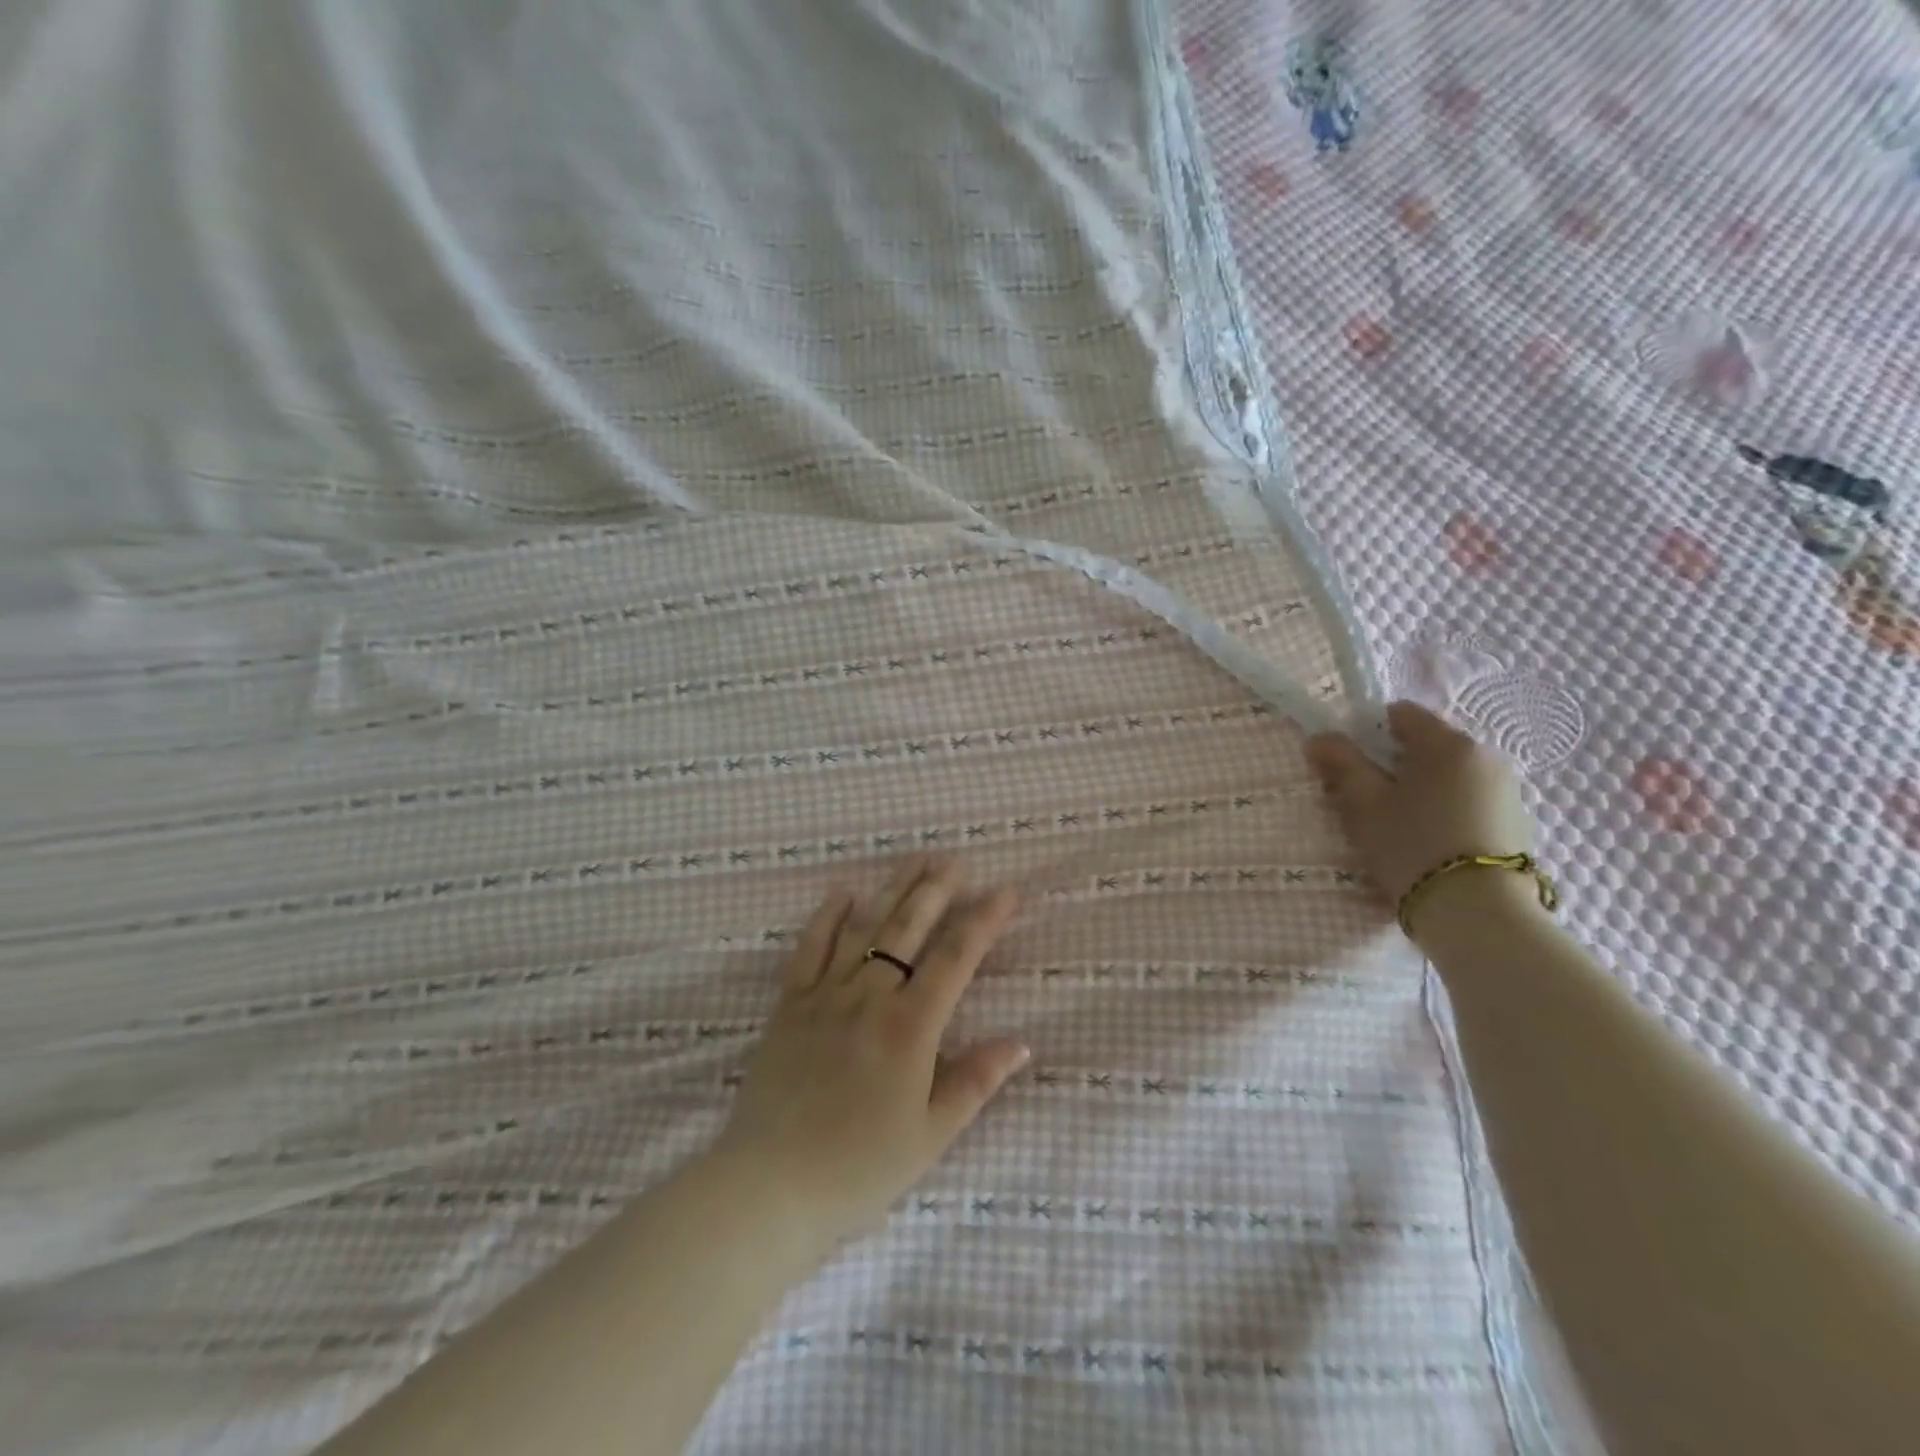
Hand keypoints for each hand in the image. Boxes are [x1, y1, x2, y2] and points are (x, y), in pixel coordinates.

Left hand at [708, 857, 1029, 1246]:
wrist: (770, 1187)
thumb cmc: (859, 1168)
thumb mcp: (930, 1135)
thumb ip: (975, 1082)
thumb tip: (1019, 1043)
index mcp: (910, 1027)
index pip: (956, 958)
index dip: (984, 920)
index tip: (1006, 892)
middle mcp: (870, 997)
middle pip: (908, 929)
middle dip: (936, 890)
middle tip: (956, 859)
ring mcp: (825, 996)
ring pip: (865, 929)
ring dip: (892, 890)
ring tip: (914, 860)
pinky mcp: (790, 1005)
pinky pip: (809, 949)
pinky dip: (827, 917)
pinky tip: (843, 892)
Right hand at [1306, 701, 1536, 904]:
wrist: (1478, 912)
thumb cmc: (1412, 845)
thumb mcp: (1364, 804)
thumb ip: (1341, 764)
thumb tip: (1320, 738)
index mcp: (1449, 744)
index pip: (1402, 715)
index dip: (1369, 733)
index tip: (1352, 766)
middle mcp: (1486, 758)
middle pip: (1426, 747)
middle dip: (1394, 766)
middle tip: (1368, 802)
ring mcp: (1507, 792)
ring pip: (1447, 777)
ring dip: (1420, 790)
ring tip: (1399, 829)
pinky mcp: (1516, 825)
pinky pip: (1468, 802)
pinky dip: (1445, 812)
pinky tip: (1430, 845)